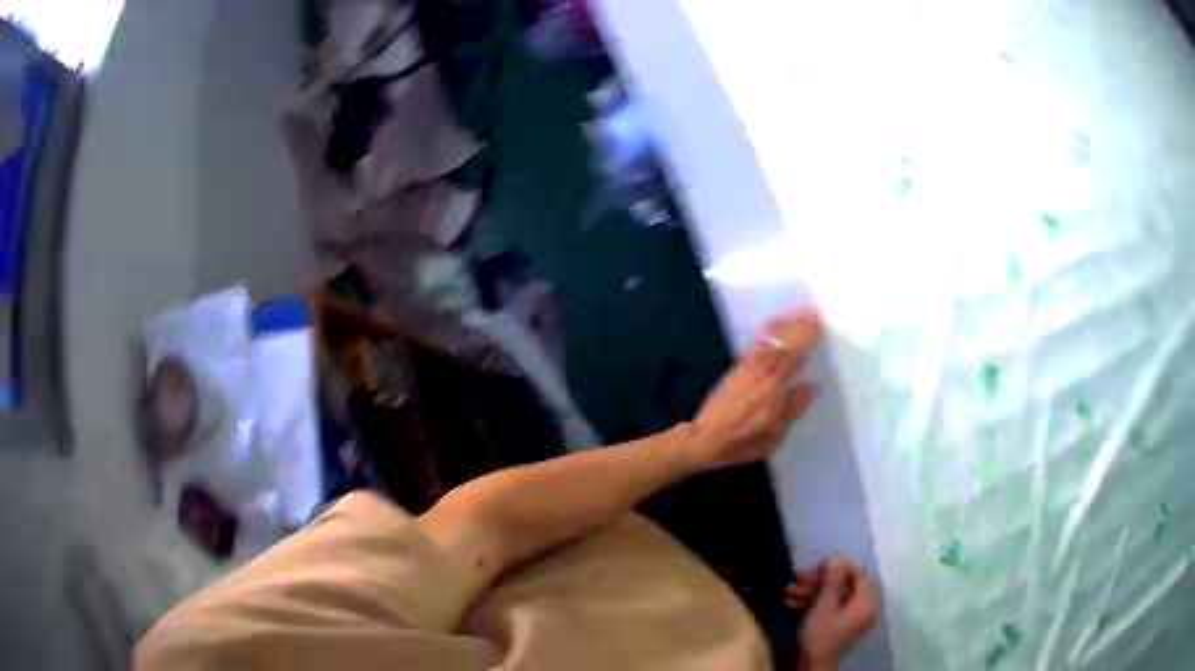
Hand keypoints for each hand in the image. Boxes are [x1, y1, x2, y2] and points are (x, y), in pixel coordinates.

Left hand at [684, 309, 821, 471]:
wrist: (705, 438)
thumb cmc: (742, 441)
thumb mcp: (775, 435)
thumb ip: (793, 408)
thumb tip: (811, 385)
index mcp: (772, 387)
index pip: (793, 352)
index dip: (806, 335)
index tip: (820, 323)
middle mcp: (759, 371)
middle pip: (780, 338)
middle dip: (798, 322)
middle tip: (815, 311)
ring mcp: (746, 366)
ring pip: (767, 336)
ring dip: (785, 322)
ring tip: (800, 314)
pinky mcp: (737, 367)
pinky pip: (757, 341)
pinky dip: (770, 330)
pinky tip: (780, 328)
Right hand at [798, 557, 877, 670]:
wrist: (812, 666)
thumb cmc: (821, 634)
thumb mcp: (824, 605)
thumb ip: (832, 580)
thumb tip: (838, 557)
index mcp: (866, 602)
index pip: (858, 575)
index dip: (839, 567)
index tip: (817, 565)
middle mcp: (862, 609)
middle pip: (843, 586)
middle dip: (818, 582)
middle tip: (797, 578)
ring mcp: (850, 619)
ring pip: (833, 598)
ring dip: (811, 593)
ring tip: (788, 590)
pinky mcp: (838, 627)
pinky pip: (829, 609)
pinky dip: (813, 604)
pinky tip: (792, 602)